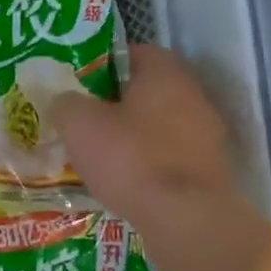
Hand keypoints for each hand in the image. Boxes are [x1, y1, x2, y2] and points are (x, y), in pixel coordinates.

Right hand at [48, 45, 268, 270]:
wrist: (184, 218)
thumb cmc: (129, 158)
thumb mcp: (78, 124)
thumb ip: (65, 103)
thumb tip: (62, 100)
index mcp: (165, 74)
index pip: (135, 52)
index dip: (104, 64)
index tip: (79, 83)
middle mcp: (193, 96)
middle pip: (148, 90)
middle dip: (116, 103)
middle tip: (83, 119)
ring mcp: (206, 135)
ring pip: (159, 125)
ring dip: (132, 135)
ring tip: (98, 153)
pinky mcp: (208, 170)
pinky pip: (169, 156)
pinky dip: (147, 163)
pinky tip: (123, 180)